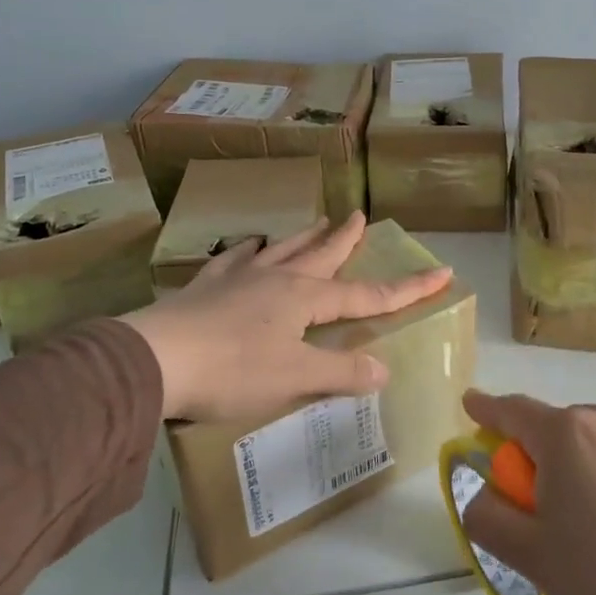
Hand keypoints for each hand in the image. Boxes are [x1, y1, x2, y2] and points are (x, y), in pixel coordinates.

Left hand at [121, 212, 452, 422]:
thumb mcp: (294, 378)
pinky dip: (247, 252)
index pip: (368, 295)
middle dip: (346, 239)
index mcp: (303, 299)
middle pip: (321, 255)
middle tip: (361, 216)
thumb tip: (383, 369)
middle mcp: (275, 279)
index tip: (441, 272)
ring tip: (318, 221)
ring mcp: (237, 279)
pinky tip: (248, 246)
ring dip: (304, 237)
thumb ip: (341, 372)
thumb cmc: (231, 370)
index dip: (408, 288)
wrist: (154, 359)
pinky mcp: (205, 288)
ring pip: (281, 250)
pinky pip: (234, 261)